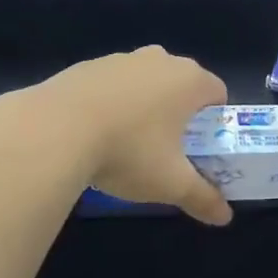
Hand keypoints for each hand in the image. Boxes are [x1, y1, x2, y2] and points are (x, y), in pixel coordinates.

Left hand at [29, 46, 233, 225]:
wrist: (53, 129)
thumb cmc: (128, 150)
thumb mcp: (170, 183)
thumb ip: (202, 197)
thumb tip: (225, 217)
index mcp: (189, 80)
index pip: (217, 92)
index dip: (214, 120)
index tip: (199, 147)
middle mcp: (160, 59)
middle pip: (181, 83)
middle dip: (179, 111)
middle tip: (167, 148)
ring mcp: (121, 59)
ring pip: (145, 81)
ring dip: (143, 105)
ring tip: (126, 143)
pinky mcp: (87, 66)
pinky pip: (111, 84)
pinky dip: (111, 103)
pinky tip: (94, 133)